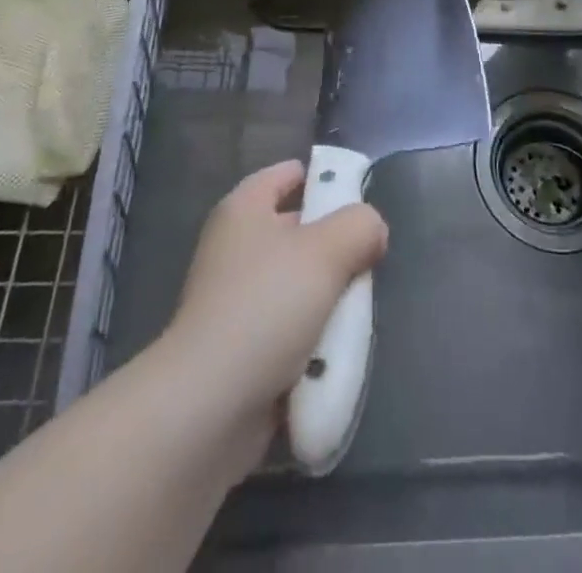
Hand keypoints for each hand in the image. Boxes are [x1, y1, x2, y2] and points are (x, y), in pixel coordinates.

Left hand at [157, 161, 387, 476]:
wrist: (209, 408)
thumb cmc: (267, 307)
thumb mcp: (327, 251)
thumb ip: (359, 225)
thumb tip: (372, 227)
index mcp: (245, 208)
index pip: (289, 174)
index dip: (324, 179)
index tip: (361, 201)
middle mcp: (235, 246)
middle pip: (299, 231)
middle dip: (336, 247)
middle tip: (371, 263)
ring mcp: (235, 300)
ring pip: (299, 285)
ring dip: (328, 301)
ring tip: (358, 315)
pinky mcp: (240, 349)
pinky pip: (289, 332)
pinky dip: (312, 342)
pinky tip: (334, 355)